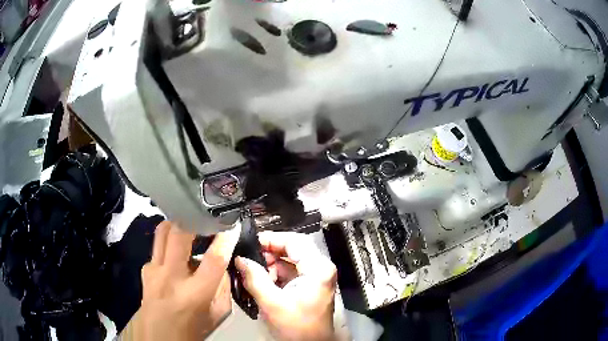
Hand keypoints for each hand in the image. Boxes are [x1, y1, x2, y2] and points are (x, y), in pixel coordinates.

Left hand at [134, 221, 239, 340]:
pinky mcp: (145, 268)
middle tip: (206, 217)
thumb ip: (222, 288)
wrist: (158, 336)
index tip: (232, 225)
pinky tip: (176, 252)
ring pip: (163, 231)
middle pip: (179, 234)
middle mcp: (171, 277)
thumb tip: (222, 265)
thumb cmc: (193, 328)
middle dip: (195, 219)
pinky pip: (157, 246)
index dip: (225, 238)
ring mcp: (154, 270)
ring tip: (190, 225)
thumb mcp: (217, 314)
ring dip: (178, 224)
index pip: (214, 259)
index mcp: (196, 294)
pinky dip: (169, 242)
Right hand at [235, 231, 337, 340]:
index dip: (271, 239)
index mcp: (318, 269)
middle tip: (248, 258)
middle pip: (292, 249)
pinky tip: (261, 280)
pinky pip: (290, 272)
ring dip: (270, 264)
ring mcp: (316, 277)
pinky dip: (275, 274)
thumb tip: (240, 259)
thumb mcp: (272, 302)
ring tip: (252, 271)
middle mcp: (321, 268)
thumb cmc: (296, 327)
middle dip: (268, 253)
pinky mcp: (309, 285)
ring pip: (290, 260)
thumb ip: (254, 278)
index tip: (251, 242)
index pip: (294, 241)